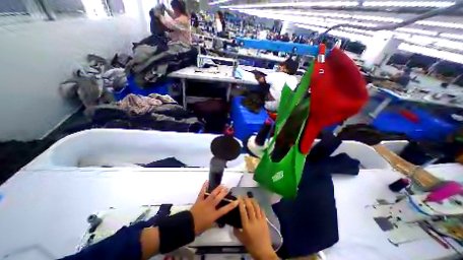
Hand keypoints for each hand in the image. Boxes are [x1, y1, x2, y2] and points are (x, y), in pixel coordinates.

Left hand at [189, 182, 237, 234]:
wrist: (189, 224)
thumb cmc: (200, 226)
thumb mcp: (209, 225)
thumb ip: (215, 220)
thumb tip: (219, 217)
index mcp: (214, 214)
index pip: (225, 210)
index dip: (231, 205)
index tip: (237, 201)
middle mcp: (211, 207)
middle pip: (219, 198)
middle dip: (224, 193)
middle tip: (227, 188)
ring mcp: (205, 202)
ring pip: (212, 194)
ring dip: (218, 189)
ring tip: (222, 185)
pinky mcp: (200, 199)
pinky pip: (202, 192)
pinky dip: (204, 186)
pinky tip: (207, 181)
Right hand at [234, 198, 275, 258]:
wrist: (264, 252)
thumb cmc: (251, 246)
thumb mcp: (241, 240)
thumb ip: (236, 231)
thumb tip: (233, 225)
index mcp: (246, 225)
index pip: (243, 211)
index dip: (240, 203)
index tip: (238, 197)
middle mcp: (253, 221)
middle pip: (250, 207)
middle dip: (247, 200)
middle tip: (244, 196)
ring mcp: (260, 220)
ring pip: (257, 207)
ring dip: (253, 201)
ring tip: (250, 198)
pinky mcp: (265, 221)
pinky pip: (262, 211)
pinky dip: (259, 207)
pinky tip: (257, 205)